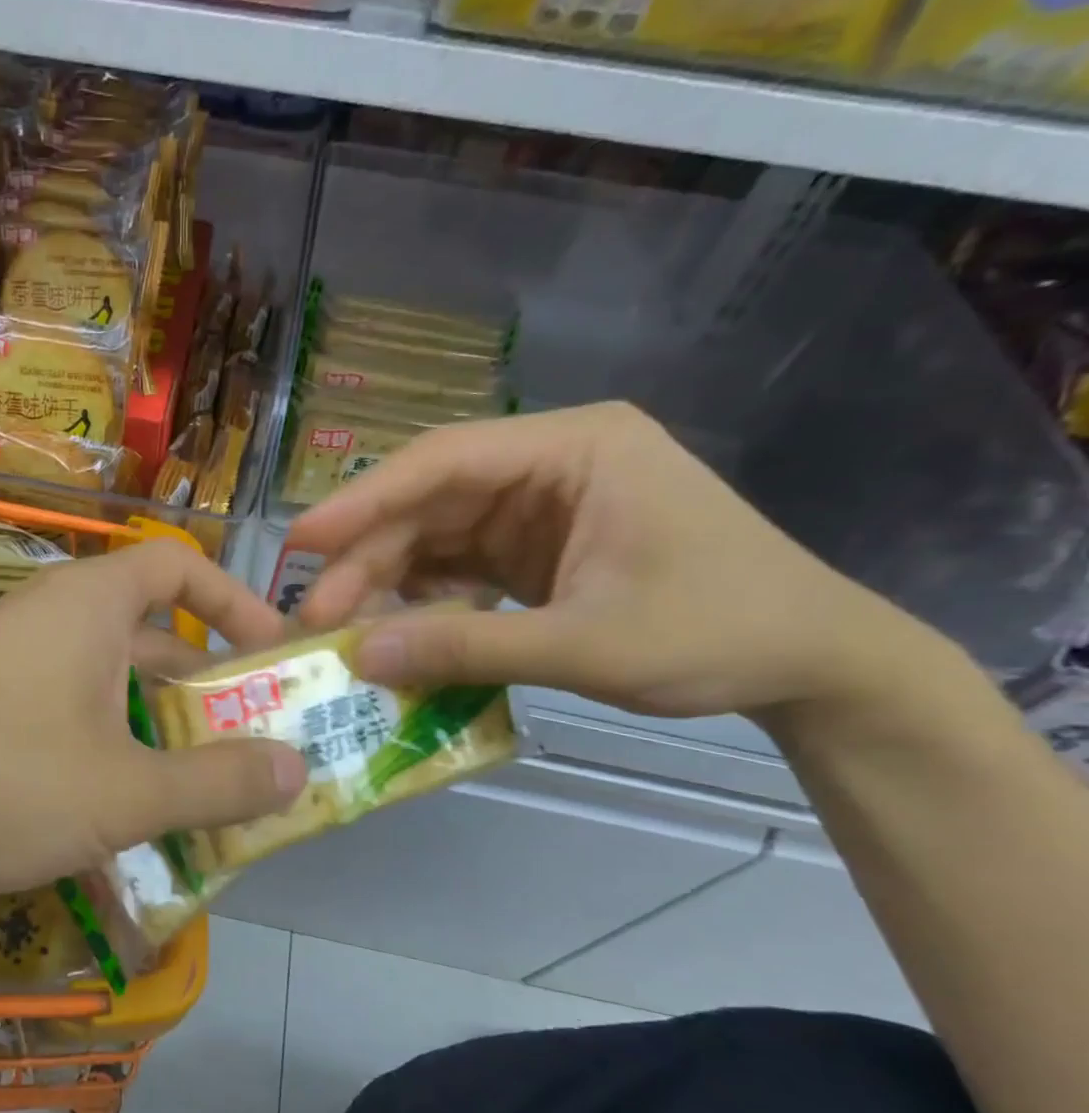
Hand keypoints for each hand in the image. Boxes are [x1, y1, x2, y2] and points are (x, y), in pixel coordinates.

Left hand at [0, 540, 307, 904]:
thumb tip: (298, 769)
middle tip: (247, 731)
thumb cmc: (0, 783)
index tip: (272, 652)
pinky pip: (61, 708)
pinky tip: (113, 802)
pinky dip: (103, 741)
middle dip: (202, 678)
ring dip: (153, 720)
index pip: (178, 565)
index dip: (235, 600)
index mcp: (87, 604)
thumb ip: (219, 781)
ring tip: (194, 778)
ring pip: (102, 677)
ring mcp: (3, 660)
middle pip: (145, 628)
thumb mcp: (126, 793)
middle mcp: (44, 617)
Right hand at [288, 403, 917, 720]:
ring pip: (435, 534)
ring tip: (342, 631)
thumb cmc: (719, 633)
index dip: (364, 500)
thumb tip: (359, 657)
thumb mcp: (588, 645)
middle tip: (316, 617)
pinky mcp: (534, 548)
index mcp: (575, 448)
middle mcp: (548, 464)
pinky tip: (394, 629)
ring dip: (388, 581)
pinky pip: (457, 565)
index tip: (301, 543)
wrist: (812, 663)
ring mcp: (539, 506)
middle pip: (430, 500)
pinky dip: (423, 597)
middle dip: (369, 558)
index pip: (445, 460)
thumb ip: (468, 648)